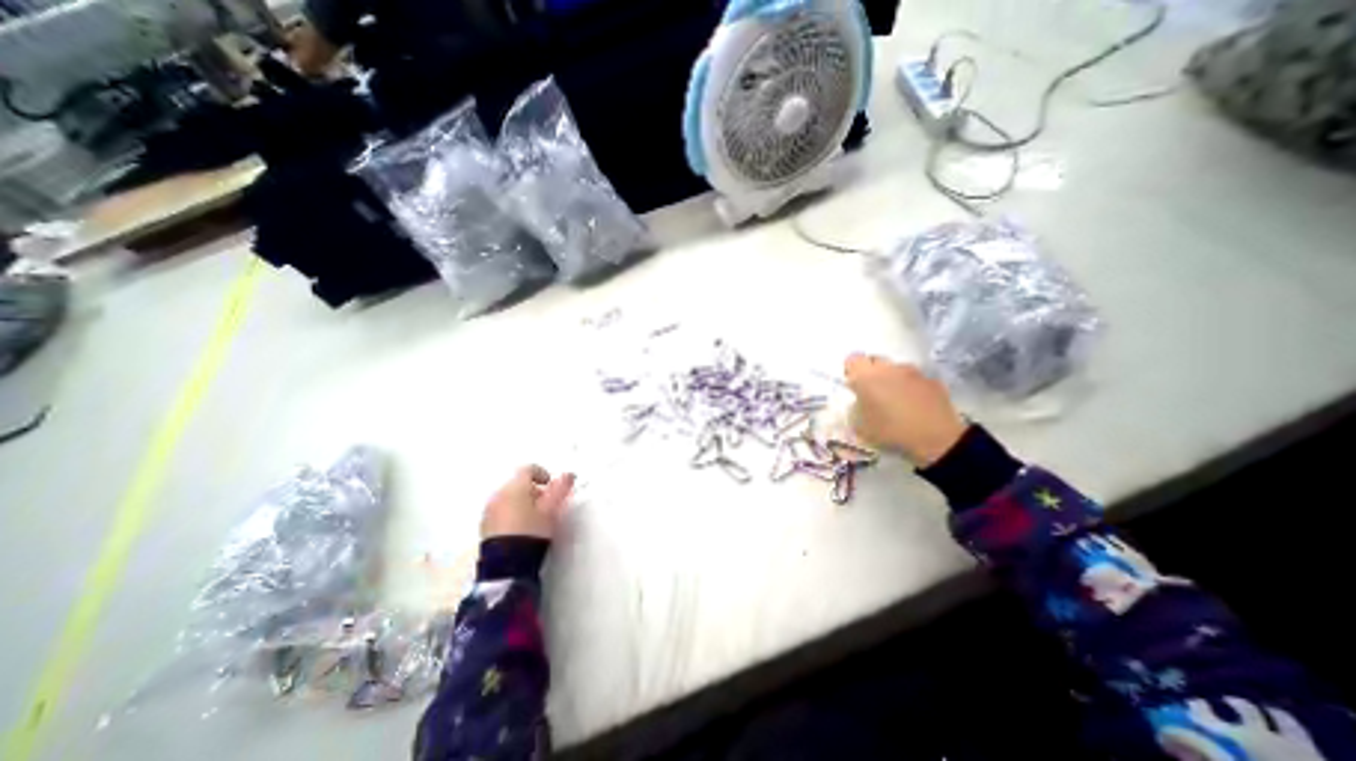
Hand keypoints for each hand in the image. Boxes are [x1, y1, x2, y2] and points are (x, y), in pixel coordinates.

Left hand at [480, 464, 572, 541]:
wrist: (507, 564)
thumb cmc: (532, 531)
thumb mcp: (551, 509)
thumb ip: (561, 489)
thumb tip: (569, 475)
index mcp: (514, 486)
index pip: (528, 469)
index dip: (543, 474)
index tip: (551, 486)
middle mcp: (498, 494)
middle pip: (518, 483)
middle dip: (533, 490)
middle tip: (547, 504)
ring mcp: (489, 510)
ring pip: (509, 496)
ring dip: (522, 501)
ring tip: (535, 517)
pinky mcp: (484, 525)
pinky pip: (500, 510)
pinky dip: (512, 512)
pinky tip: (521, 528)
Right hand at [845, 354, 970, 466]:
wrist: (936, 437)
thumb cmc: (890, 430)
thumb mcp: (861, 426)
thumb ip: (855, 409)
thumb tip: (859, 402)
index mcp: (866, 376)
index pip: (853, 360)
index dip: (851, 370)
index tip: (854, 385)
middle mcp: (888, 368)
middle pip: (875, 361)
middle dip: (872, 373)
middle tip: (873, 393)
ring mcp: (912, 372)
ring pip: (896, 369)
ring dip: (893, 379)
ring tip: (897, 400)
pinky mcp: (932, 380)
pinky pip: (915, 379)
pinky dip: (912, 388)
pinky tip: (915, 405)